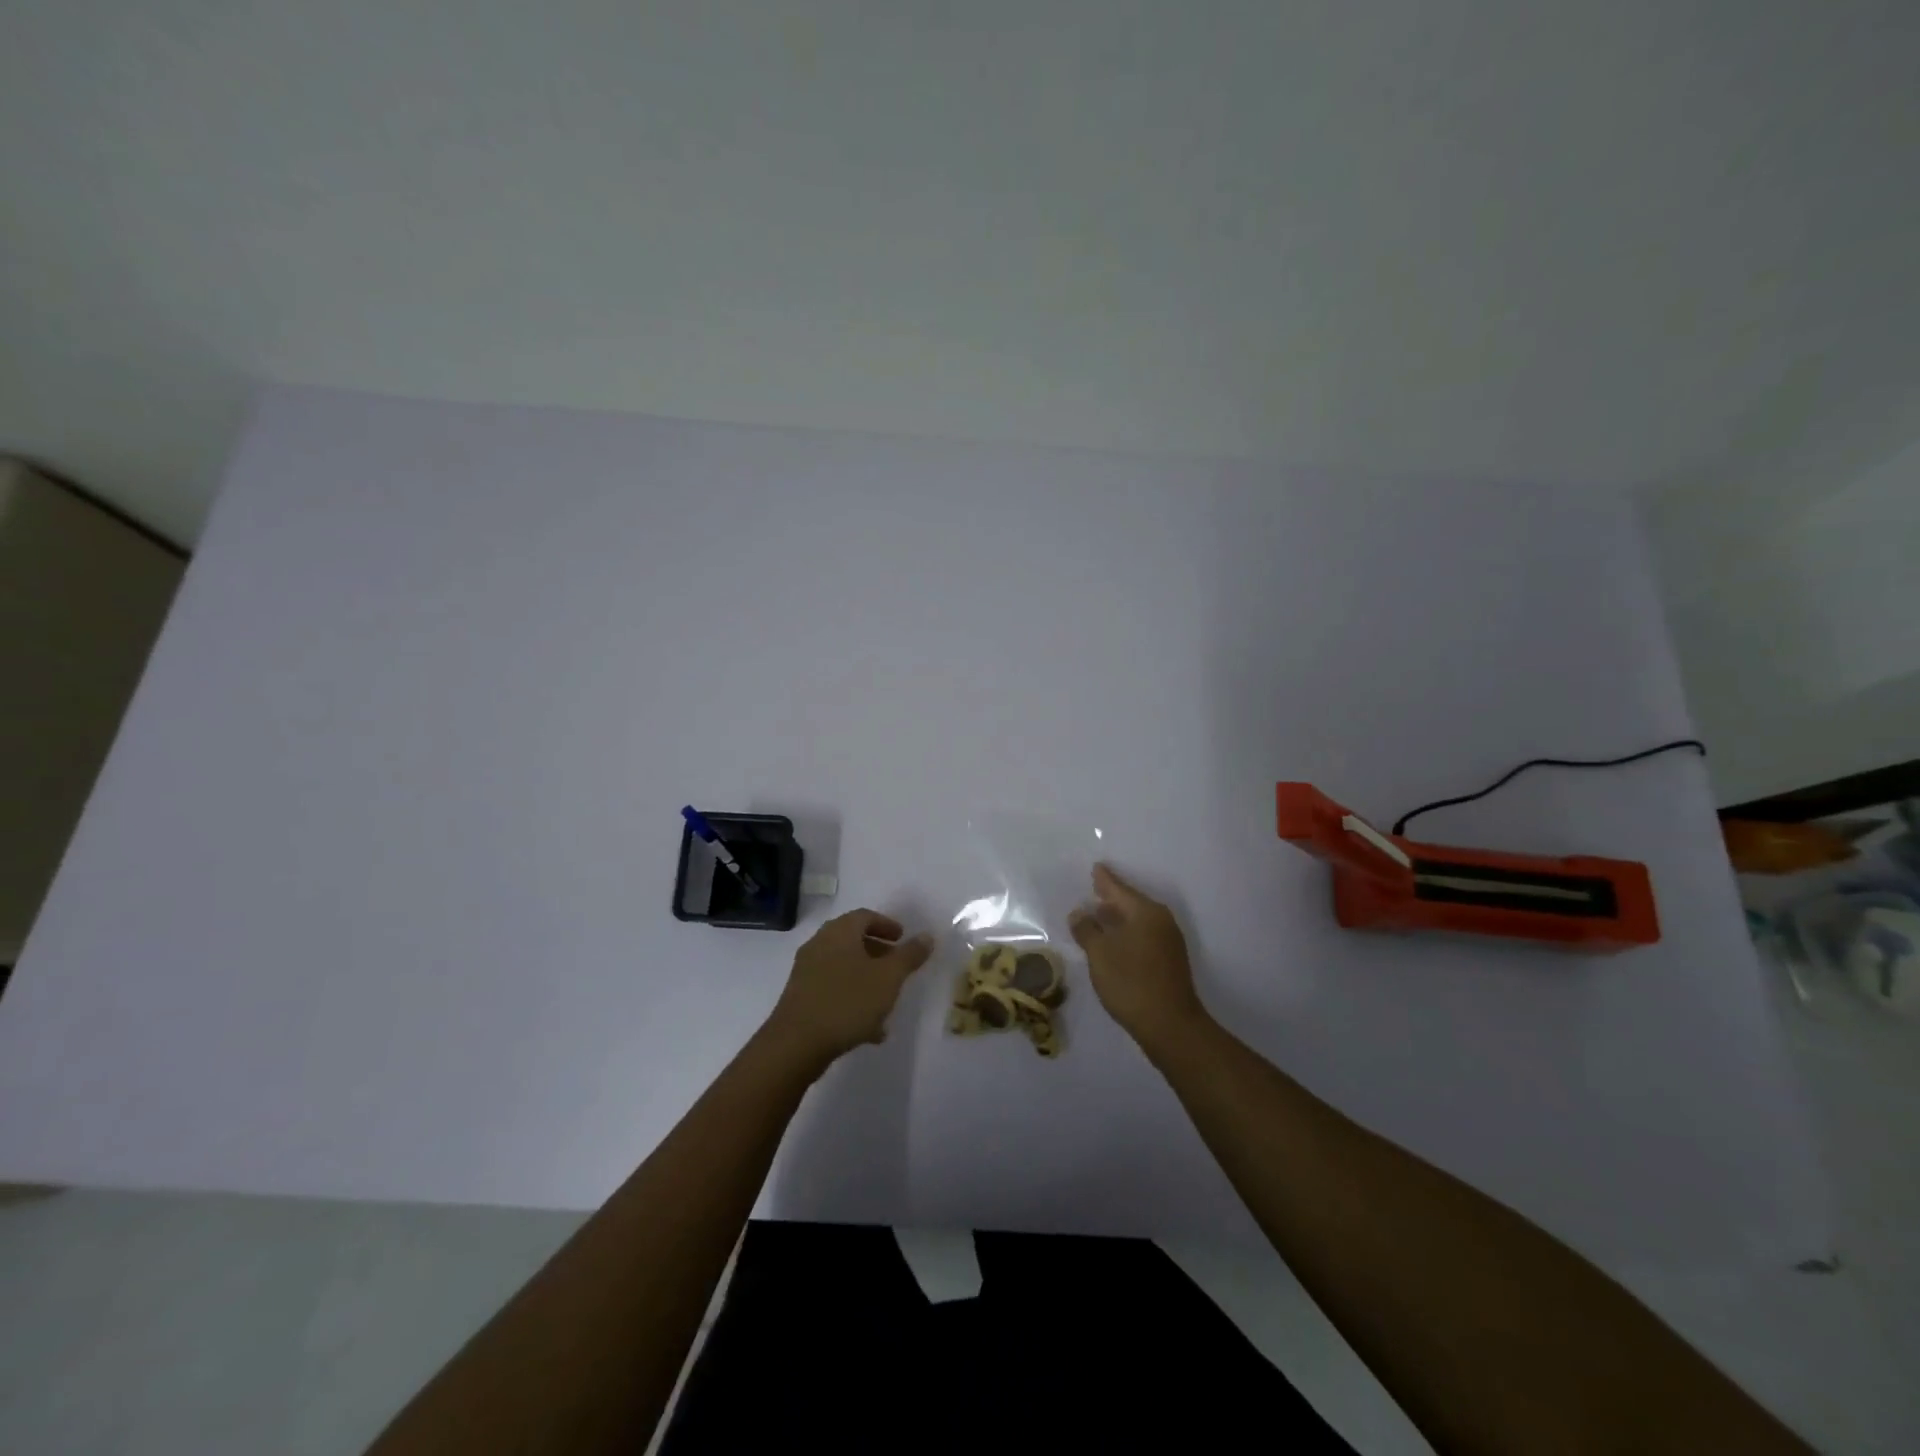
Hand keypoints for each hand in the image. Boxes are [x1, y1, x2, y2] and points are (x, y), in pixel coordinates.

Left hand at [763, 909, 932, 1070]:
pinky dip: (852, 999)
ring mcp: (806, 972)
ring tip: (887, 1002)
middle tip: (897, 967)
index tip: (903, 939)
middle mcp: (819, 945)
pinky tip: (869, 1028)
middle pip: (852, 940)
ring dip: (866, 979)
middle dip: (878, 952)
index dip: (887, 925)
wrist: (796, 1043)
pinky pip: (832, 990)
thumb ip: (909, 955)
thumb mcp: (888, 978)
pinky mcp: (800, 998)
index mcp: (839, 932)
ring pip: (843, 967)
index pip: (865, 916)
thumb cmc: (847, 1001)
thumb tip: (927, 936)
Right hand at [1069, 864, 1207, 1051]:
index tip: (1095, 867)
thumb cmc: (1131, 982)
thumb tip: (1080, 913)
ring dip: (1118, 918)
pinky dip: (1126, 934)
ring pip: (1138, 921)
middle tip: (1093, 889)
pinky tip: (1113, 942)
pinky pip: (1143, 936)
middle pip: (1131, 903)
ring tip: (1098, 915)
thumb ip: (1087, 930)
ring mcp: (1168, 942)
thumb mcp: (1100, 954)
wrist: (1170, 1025)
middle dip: (1111, 898)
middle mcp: (1160, 921)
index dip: (1104, 879)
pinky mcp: (1169, 961)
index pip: (1119, 888)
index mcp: (1145, 912)